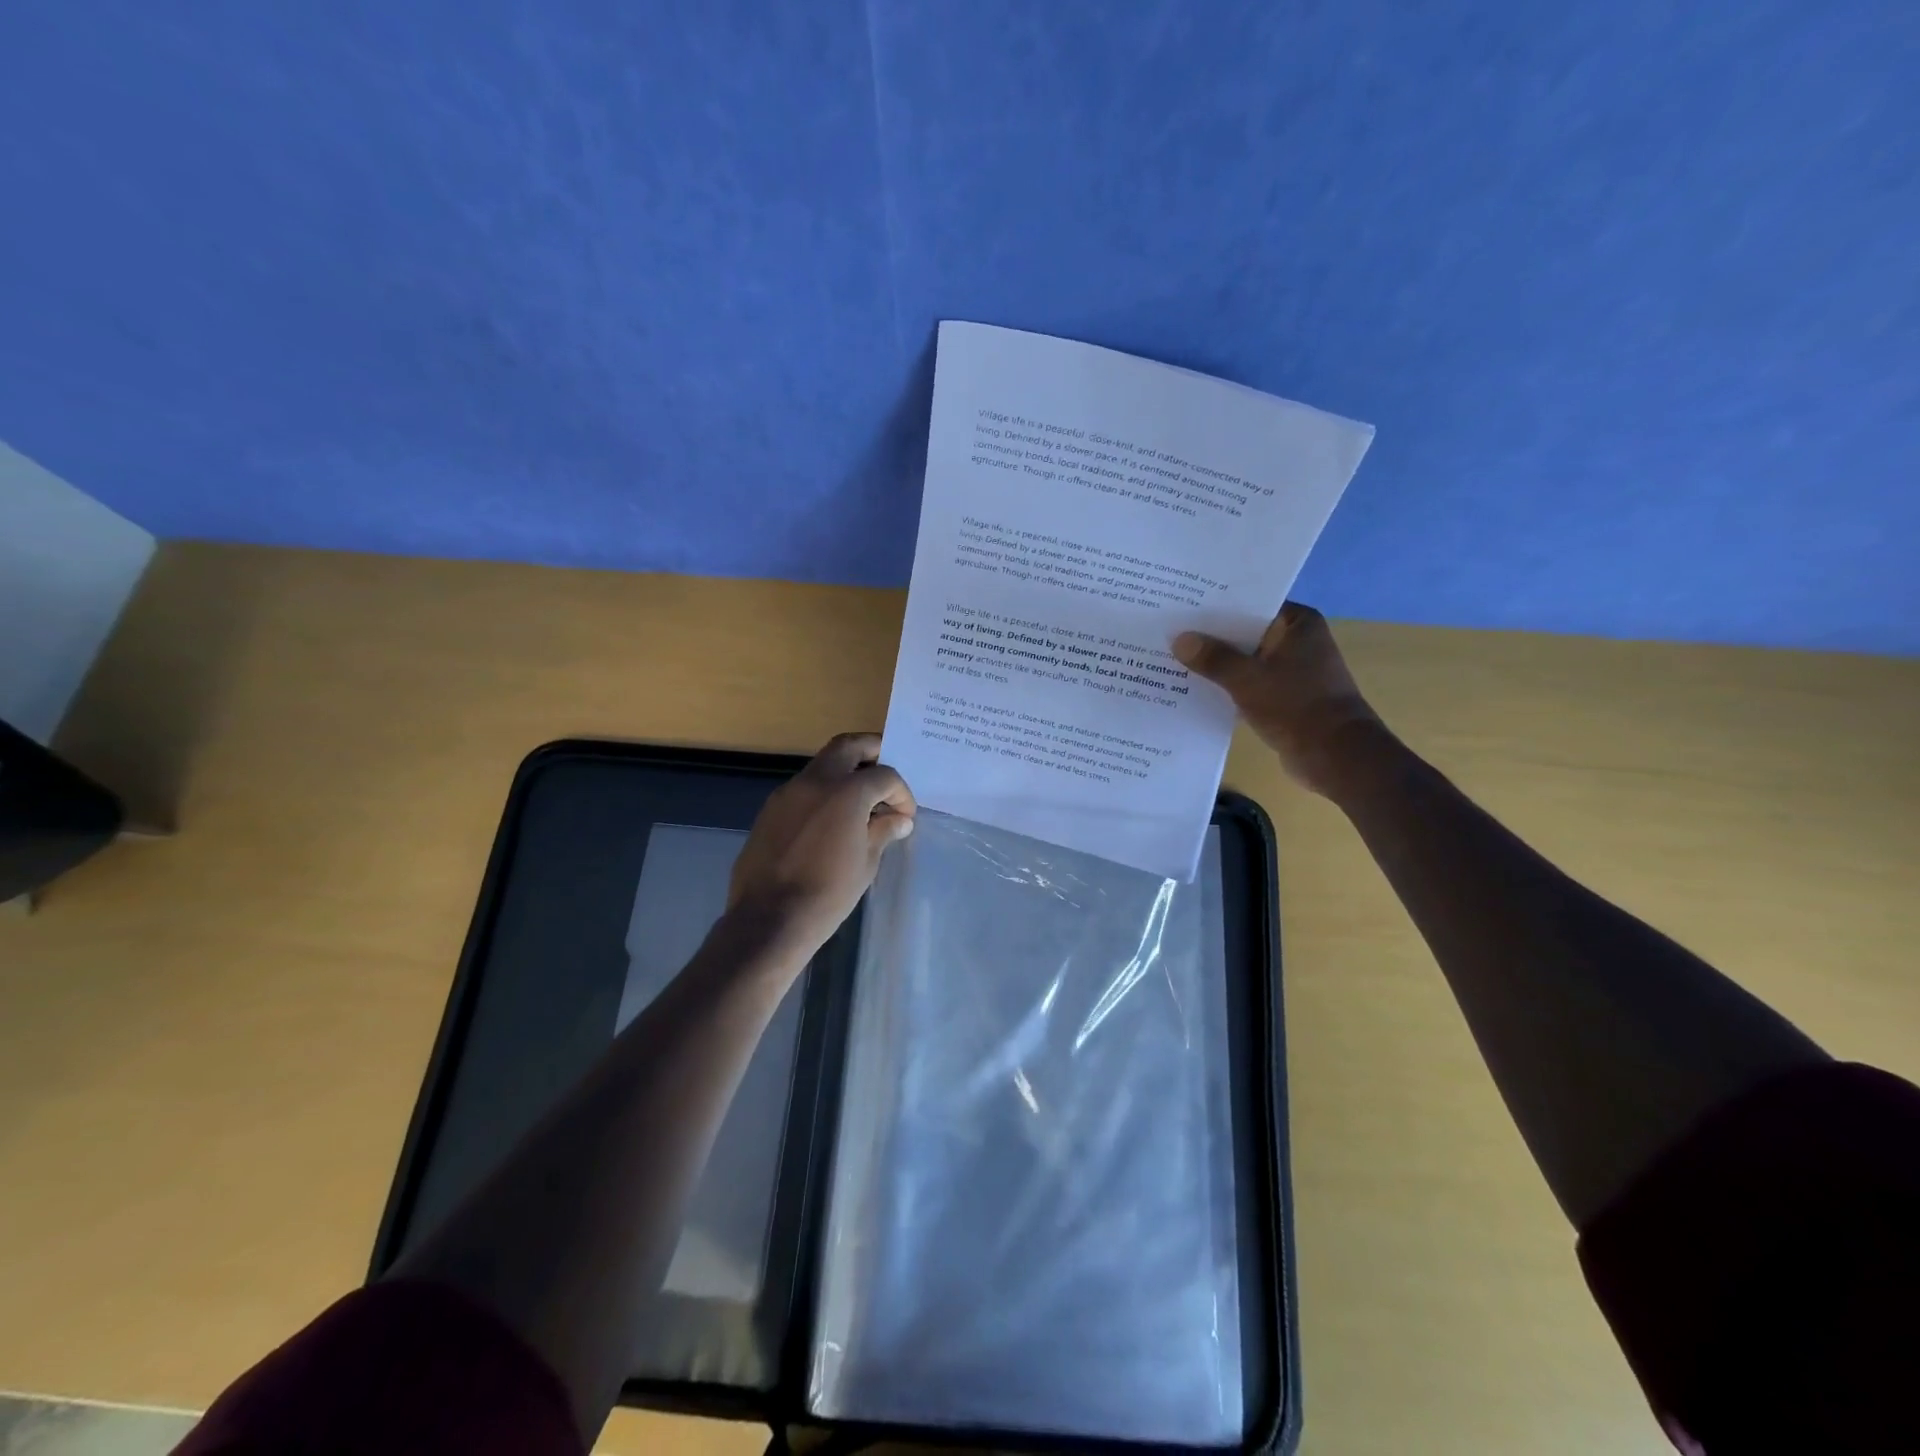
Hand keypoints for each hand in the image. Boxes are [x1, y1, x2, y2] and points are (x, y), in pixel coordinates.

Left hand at [726, 733, 915, 959]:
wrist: (769, 920)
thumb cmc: (827, 895)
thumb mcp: (866, 864)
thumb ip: (882, 832)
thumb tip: (899, 820)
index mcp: (846, 792)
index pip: (884, 776)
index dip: (901, 793)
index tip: (905, 815)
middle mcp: (815, 781)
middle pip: (848, 746)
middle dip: (872, 752)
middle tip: (886, 775)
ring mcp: (788, 793)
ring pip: (822, 764)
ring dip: (845, 772)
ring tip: (862, 801)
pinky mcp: (770, 809)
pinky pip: (804, 788)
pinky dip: (823, 792)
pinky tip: (832, 820)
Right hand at [1174, 602, 1383, 798]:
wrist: (1335, 756)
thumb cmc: (1296, 706)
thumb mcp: (1247, 679)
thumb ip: (1213, 658)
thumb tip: (1179, 639)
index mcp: (1298, 624)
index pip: (1251, 603)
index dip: (1217, 604)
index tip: (1182, 604)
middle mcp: (1297, 641)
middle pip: (1245, 632)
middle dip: (1211, 636)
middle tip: (1169, 630)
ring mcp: (1292, 670)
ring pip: (1245, 660)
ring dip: (1217, 663)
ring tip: (1173, 657)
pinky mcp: (1284, 697)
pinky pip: (1248, 683)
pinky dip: (1227, 685)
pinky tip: (1193, 687)